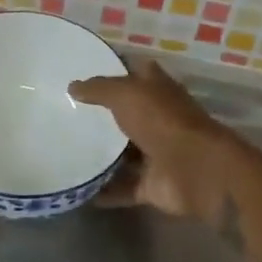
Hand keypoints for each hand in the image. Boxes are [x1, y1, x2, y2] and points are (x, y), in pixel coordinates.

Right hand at [68, 59, 224, 216]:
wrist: (197, 170)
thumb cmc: (162, 120)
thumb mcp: (125, 93)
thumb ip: (98, 89)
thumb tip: (72, 86)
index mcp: (157, 91)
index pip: (135, 73)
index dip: (114, 70)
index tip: (84, 72)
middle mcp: (158, 119)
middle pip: (127, 115)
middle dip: (101, 116)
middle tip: (64, 115)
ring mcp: (157, 153)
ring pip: (124, 153)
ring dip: (101, 155)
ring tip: (64, 152)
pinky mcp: (152, 185)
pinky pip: (122, 187)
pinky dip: (103, 190)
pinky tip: (76, 188)